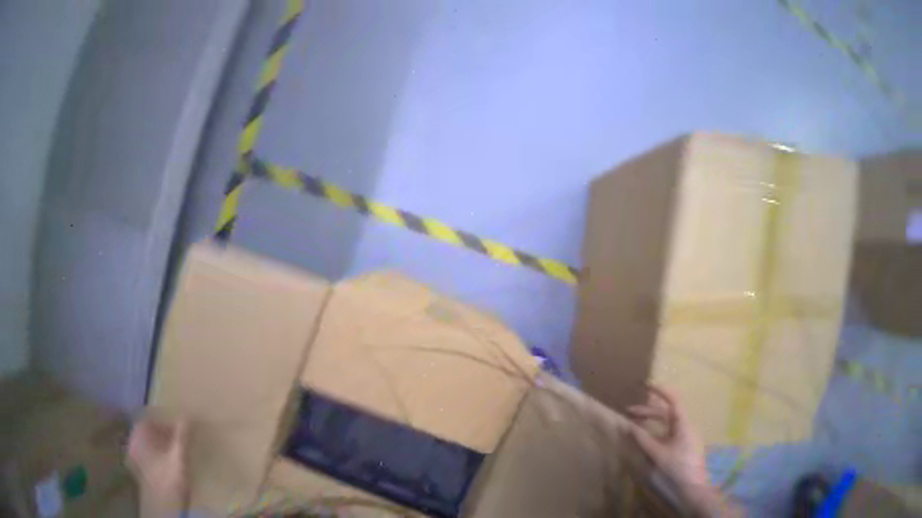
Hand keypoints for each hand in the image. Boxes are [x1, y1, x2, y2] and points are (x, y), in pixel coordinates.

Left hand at [127, 415, 189, 517]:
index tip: (171, 403)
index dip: (154, 410)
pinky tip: (178, 442)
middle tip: (181, 412)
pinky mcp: (147, 466)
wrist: (164, 508)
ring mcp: (140, 458)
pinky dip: (164, 441)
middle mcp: (134, 448)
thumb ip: (181, 435)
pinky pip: (154, 446)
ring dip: (164, 430)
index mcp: (137, 444)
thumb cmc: (168, 479)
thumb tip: (187, 413)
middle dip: (161, 419)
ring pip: (150, 437)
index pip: (141, 420)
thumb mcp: (178, 457)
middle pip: (146, 428)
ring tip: (183, 424)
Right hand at [628, 385, 741, 516]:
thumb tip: (625, 423)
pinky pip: (668, 428)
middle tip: (628, 411)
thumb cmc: (678, 467)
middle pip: (664, 411)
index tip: (644, 384)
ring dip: (649, 418)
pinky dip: (655, 426)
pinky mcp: (684, 443)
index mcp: (683, 425)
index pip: (673, 400)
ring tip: (634, 420)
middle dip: (645, 409)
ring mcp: (686, 435)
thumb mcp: (656, 452)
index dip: (659, 390)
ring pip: (665, 420)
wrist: (696, 490)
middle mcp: (686, 426)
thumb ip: (640, 436)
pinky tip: (645, 432)